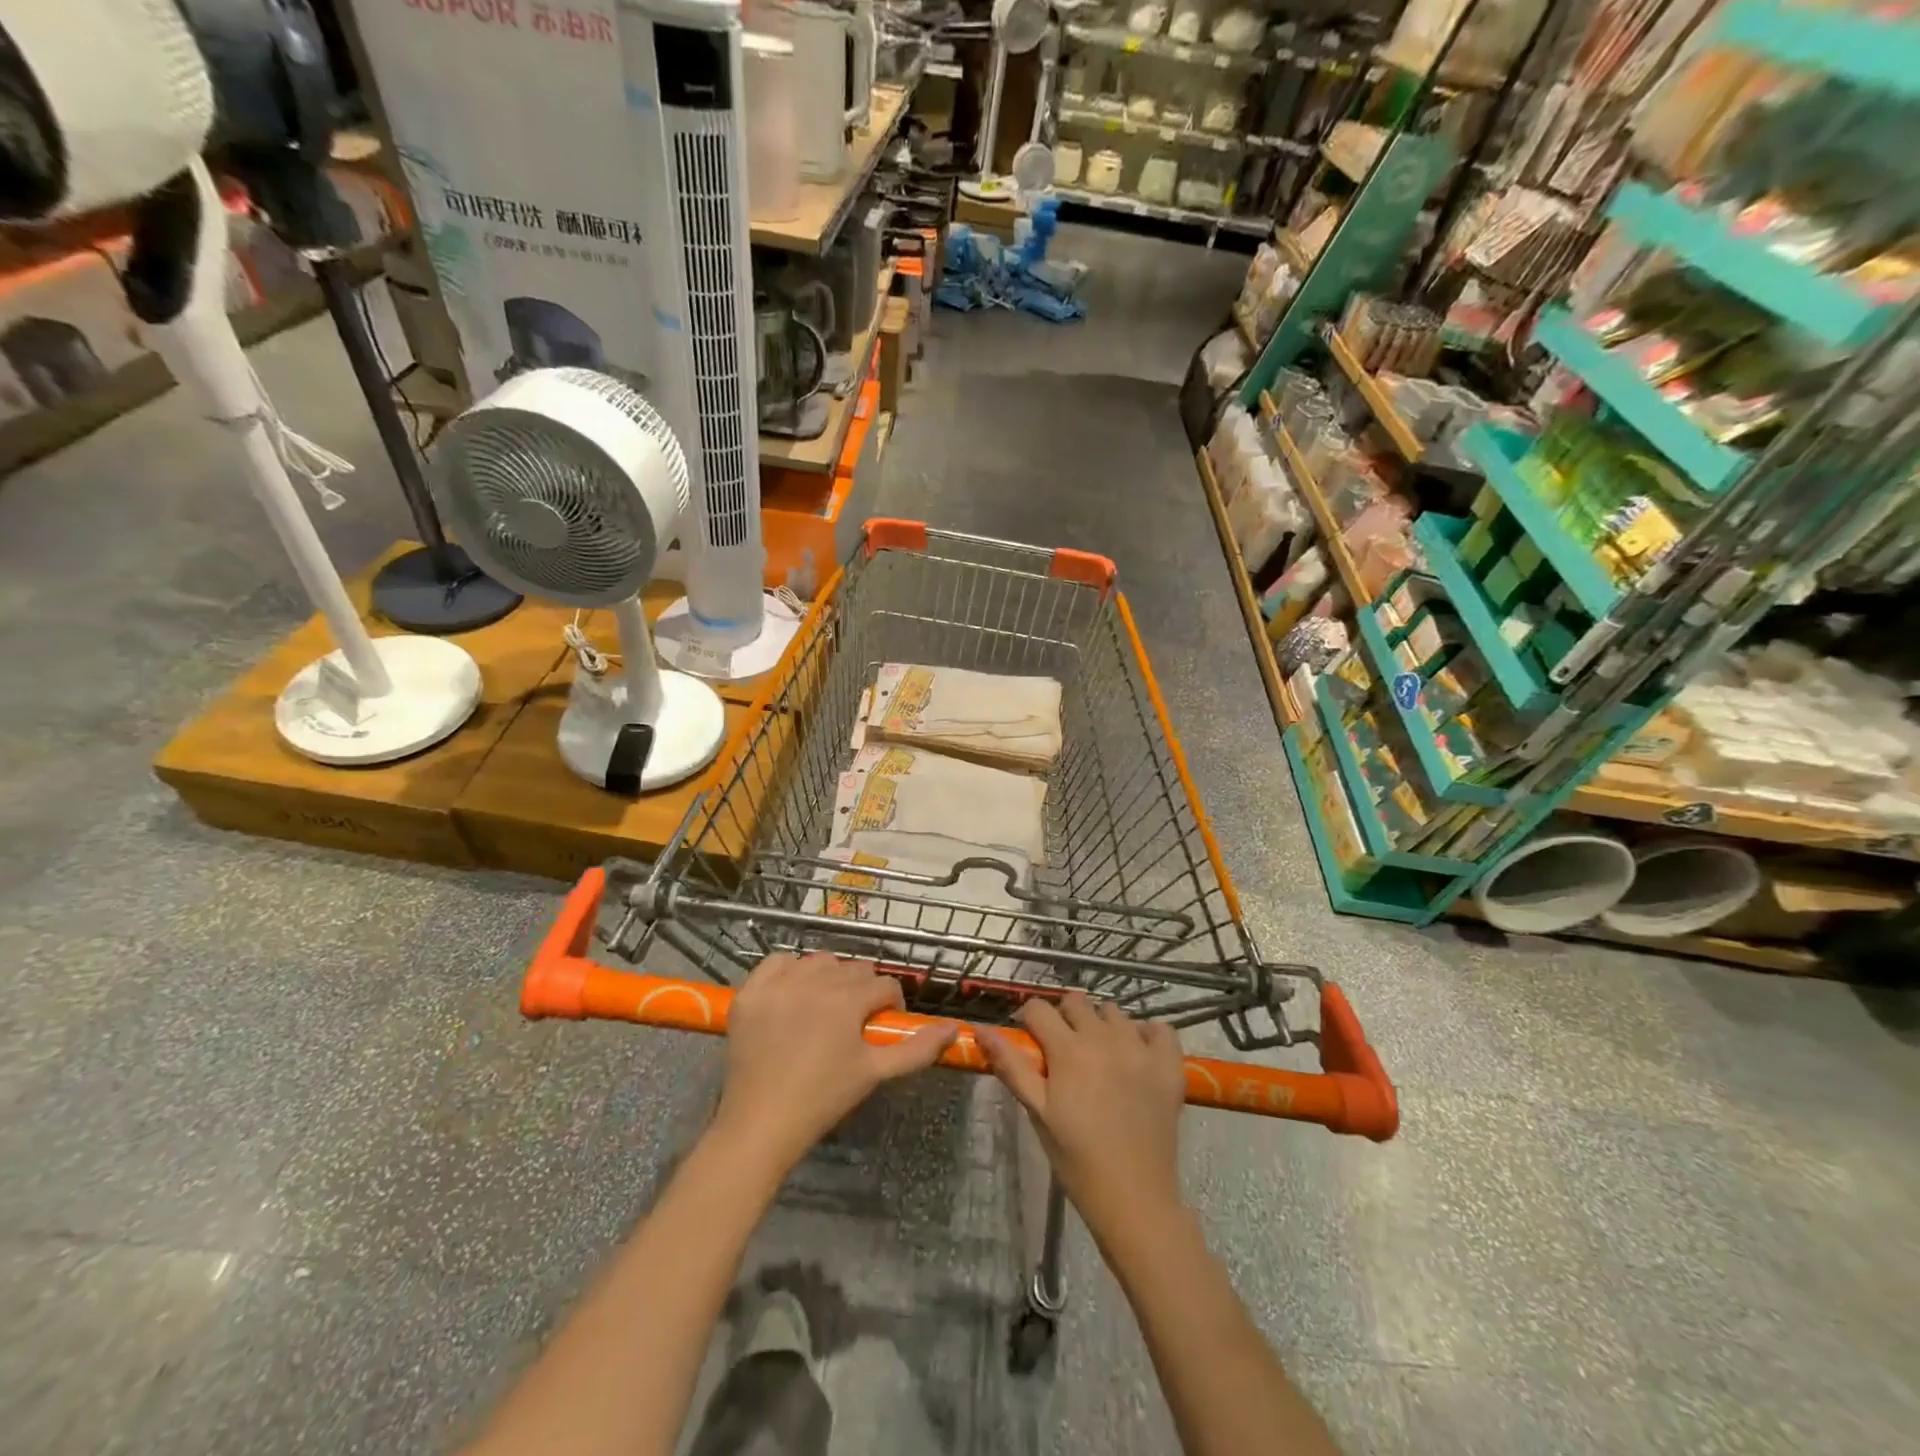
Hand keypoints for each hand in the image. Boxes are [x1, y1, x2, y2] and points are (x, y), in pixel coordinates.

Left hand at [713, 952, 956, 1174]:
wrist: (761, 1124)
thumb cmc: (823, 1099)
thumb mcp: (875, 1074)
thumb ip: (917, 1049)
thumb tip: (954, 1029)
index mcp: (848, 999)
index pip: (884, 984)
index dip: (889, 1005)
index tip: (881, 1026)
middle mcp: (814, 981)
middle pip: (853, 968)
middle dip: (861, 990)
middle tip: (852, 1023)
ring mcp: (779, 984)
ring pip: (818, 961)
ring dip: (828, 978)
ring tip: (824, 1008)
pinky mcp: (751, 992)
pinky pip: (778, 962)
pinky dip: (788, 971)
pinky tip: (791, 996)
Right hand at [978, 993, 1185, 1243]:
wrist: (1134, 1199)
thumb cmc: (1077, 1158)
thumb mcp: (1037, 1112)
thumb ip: (1011, 1066)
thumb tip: (981, 1029)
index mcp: (1068, 1050)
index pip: (1039, 1008)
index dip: (1029, 1021)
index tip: (1031, 1041)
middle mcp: (1105, 1038)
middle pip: (1076, 1002)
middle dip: (1064, 1018)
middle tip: (1064, 1051)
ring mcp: (1141, 1048)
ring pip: (1114, 1012)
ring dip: (1101, 1025)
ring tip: (1100, 1056)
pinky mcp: (1168, 1064)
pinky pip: (1159, 1028)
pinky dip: (1146, 1034)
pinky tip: (1136, 1055)